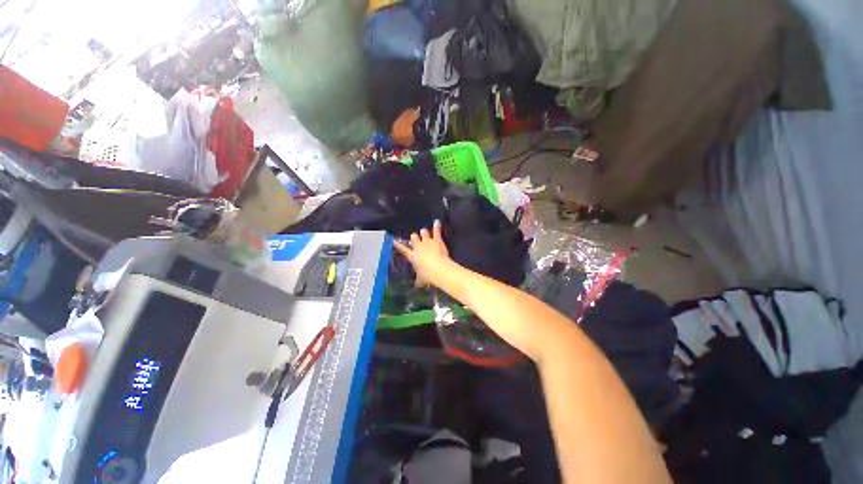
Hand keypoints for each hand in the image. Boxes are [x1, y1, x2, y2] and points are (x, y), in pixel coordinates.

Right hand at [393, 220, 454, 287]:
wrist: (438, 269)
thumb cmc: (427, 275)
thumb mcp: (421, 279)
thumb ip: (418, 280)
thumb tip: (417, 285)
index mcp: (412, 256)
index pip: (402, 249)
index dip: (398, 244)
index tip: (393, 240)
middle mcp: (418, 247)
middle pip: (413, 237)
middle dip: (415, 237)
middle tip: (416, 239)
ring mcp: (427, 242)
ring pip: (423, 232)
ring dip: (424, 233)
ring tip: (425, 233)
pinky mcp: (437, 240)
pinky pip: (436, 231)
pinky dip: (437, 226)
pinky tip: (437, 221)